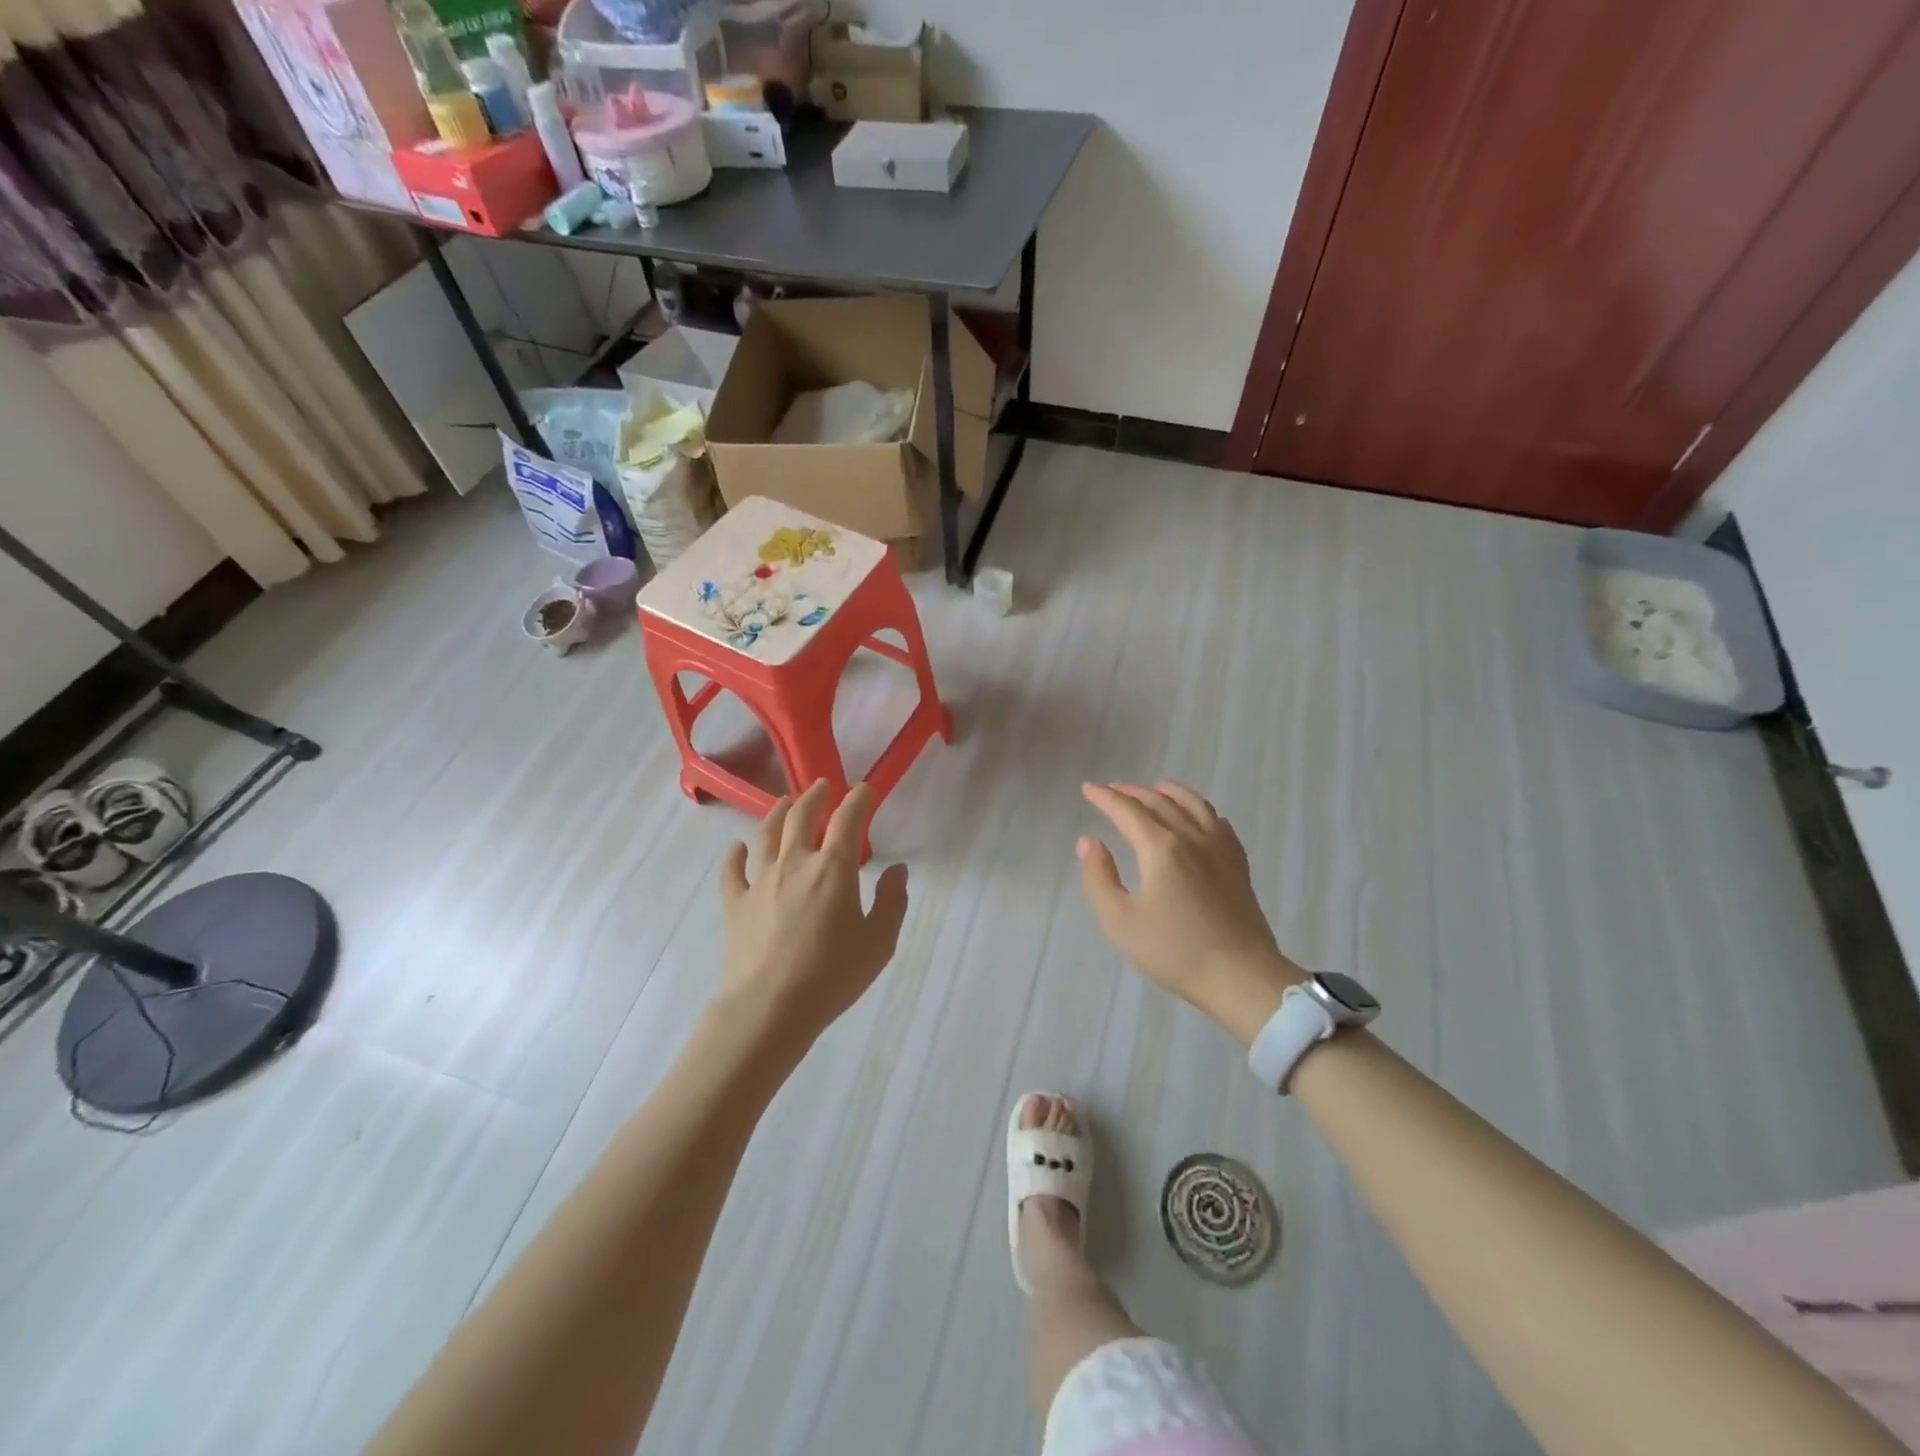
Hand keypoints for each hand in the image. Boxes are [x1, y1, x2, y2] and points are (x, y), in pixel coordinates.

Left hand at [718, 780, 909, 1047]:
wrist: (769, 1008)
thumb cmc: (832, 976)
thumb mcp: (879, 943)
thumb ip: (892, 903)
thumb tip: (897, 871)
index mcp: (833, 869)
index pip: (848, 820)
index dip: (858, 799)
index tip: (865, 789)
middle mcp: (795, 863)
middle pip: (801, 816)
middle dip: (815, 796)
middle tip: (823, 786)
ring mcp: (760, 881)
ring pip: (766, 834)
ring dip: (777, 813)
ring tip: (784, 802)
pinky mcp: (735, 903)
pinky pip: (732, 871)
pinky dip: (735, 855)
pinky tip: (737, 848)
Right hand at [1078, 781, 1303, 1045]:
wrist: (1241, 977)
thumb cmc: (1175, 951)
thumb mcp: (1121, 921)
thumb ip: (1099, 877)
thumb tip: (1089, 841)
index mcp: (1161, 848)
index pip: (1128, 811)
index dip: (1105, 797)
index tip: (1088, 788)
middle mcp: (1191, 838)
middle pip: (1160, 802)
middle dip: (1132, 792)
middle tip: (1112, 789)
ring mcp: (1220, 849)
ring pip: (1194, 805)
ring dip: (1170, 791)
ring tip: (1158, 786)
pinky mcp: (1238, 865)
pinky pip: (1218, 823)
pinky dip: (1202, 810)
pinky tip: (1200, 816)